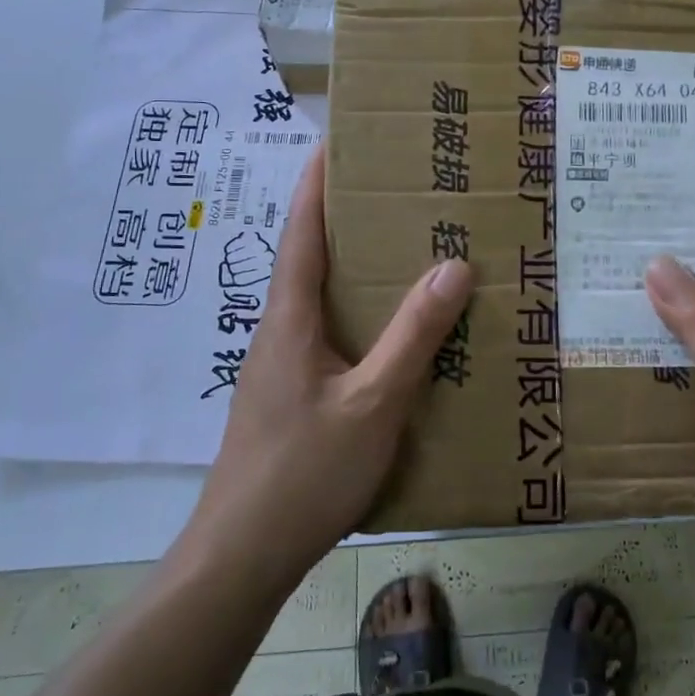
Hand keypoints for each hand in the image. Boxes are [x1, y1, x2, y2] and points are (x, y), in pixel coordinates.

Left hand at [187, 148, 472, 583]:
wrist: (241, 556)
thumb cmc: (304, 472)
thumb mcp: (374, 402)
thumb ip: (414, 335)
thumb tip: (454, 265)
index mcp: (290, 319)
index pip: (301, 231)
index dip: (316, 183)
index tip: (336, 139)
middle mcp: (280, 331)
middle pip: (310, 257)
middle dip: (345, 217)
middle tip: (395, 189)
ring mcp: (281, 366)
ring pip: (321, 298)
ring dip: (354, 267)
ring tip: (405, 248)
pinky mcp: (291, 395)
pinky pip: (329, 334)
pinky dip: (359, 313)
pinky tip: (393, 332)